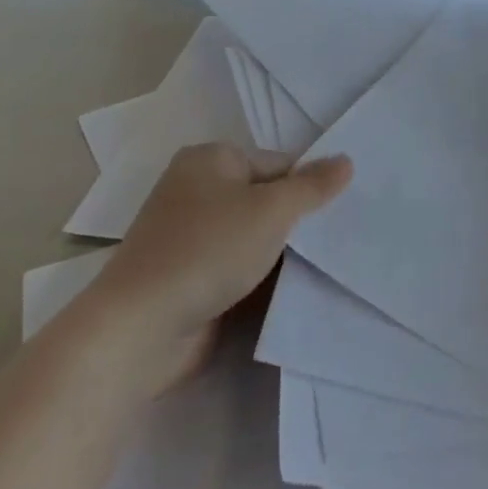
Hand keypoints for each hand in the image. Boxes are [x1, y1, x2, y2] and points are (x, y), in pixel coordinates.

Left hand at [100, 142, 351, 354]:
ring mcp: (187, 237)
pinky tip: (289, 292)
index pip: (277, 163)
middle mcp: (195, 190)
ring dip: (279, 254)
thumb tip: (347, 160)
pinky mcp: (186, 278)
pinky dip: (258, 278)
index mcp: (210, 159)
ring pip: (251, 237)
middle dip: (296, 222)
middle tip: (338, 239)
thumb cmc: (208, 250)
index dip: (308, 186)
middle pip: (263, 199)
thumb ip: (312, 186)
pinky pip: (235, 268)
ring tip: (325, 267)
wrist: (140, 329)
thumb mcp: (272, 210)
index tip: (340, 213)